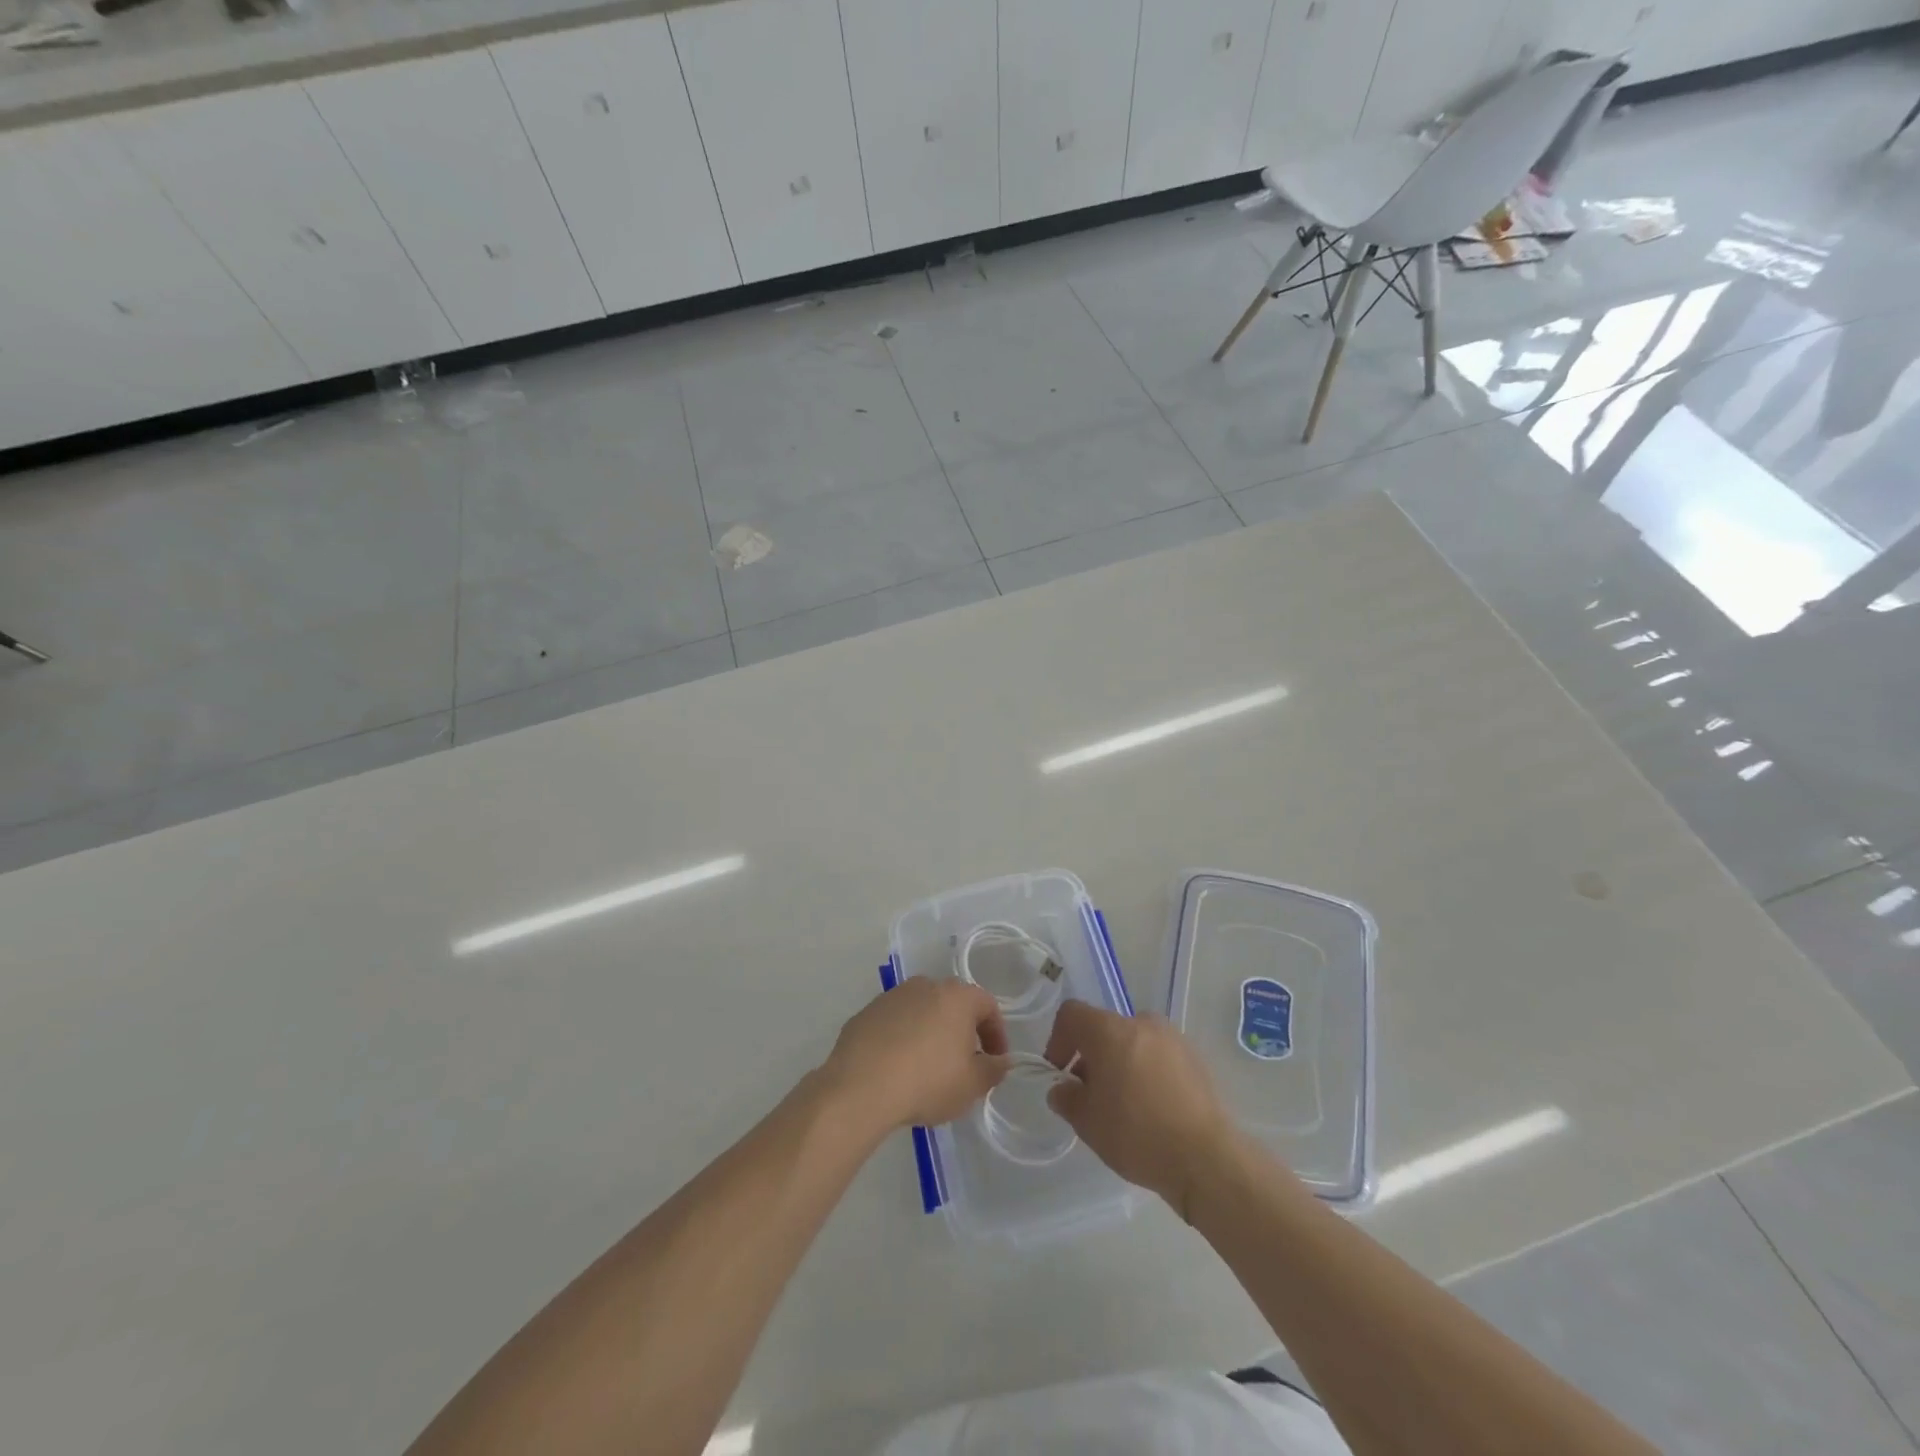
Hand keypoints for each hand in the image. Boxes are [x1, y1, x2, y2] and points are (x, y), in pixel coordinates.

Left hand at [822, 978, 1010, 1136]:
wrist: (860, 1086)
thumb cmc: (928, 1081)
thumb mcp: (972, 1085)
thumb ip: (993, 1070)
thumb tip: (1000, 1060)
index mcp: (956, 996)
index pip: (988, 1005)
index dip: (996, 1034)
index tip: (994, 1060)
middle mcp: (925, 986)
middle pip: (953, 1004)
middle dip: (962, 1031)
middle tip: (962, 1063)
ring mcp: (892, 996)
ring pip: (921, 1011)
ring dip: (929, 1033)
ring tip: (926, 1068)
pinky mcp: (866, 1013)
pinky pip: (894, 1023)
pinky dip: (901, 1038)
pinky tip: (897, 1068)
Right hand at [1045, 1000, 1235, 1213]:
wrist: (1206, 1158)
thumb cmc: (1137, 1134)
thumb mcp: (1087, 1123)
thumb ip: (1067, 1099)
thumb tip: (1063, 1090)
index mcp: (1110, 1030)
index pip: (1072, 1014)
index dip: (1058, 1039)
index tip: (1060, 1072)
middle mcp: (1141, 1022)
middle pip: (1104, 1028)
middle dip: (1091, 1056)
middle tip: (1091, 1094)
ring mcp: (1172, 1038)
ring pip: (1133, 1042)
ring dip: (1120, 1063)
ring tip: (1124, 1104)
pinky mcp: (1194, 1058)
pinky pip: (1158, 1055)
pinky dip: (1147, 1071)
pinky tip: (1153, 1108)